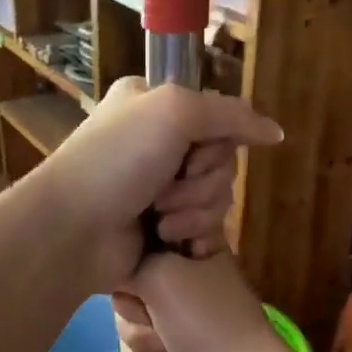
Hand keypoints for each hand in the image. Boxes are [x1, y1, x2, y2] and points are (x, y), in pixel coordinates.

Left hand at [29, 77, 281, 290]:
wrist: (73, 231)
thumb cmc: (116, 160)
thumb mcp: (174, 112)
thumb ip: (231, 115)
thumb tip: (277, 133)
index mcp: (154, 107)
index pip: (218, 120)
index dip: (215, 143)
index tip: (191, 154)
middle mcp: (158, 145)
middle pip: (222, 162)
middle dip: (201, 182)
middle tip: (164, 192)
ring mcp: (159, 191)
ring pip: (218, 198)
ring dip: (194, 212)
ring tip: (159, 222)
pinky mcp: (163, 230)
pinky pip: (208, 229)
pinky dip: (196, 236)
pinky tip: (177, 244)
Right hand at [113, 252, 289, 351]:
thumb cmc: (208, 323)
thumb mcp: (163, 276)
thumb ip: (130, 265)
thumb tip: (115, 271)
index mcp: (185, 255)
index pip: (134, 256)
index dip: (132, 277)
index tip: (147, 288)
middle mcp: (181, 286)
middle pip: (125, 303)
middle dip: (140, 327)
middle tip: (165, 331)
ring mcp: (178, 327)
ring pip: (129, 339)